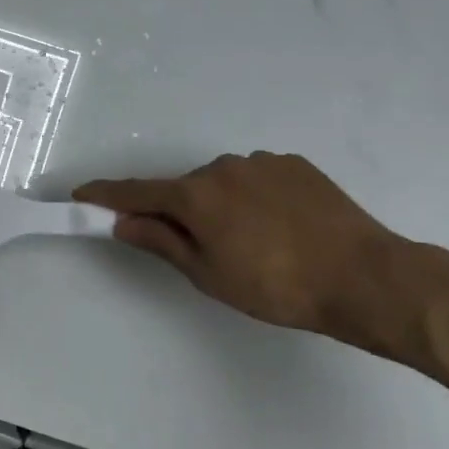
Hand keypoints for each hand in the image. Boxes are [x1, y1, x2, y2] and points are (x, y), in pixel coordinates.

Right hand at [76, 152, 414, 353]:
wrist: (366, 277)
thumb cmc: (276, 286)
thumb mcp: (208, 274)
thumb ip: (161, 242)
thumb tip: (123, 223)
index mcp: (195, 195)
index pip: (136, 192)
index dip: (106, 195)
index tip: (82, 194)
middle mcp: (222, 167)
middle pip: (183, 188)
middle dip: (177, 211)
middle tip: (195, 248)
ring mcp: (261, 162)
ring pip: (221, 182)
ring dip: (218, 204)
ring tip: (249, 242)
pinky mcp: (295, 165)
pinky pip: (256, 178)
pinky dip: (251, 197)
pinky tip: (277, 226)